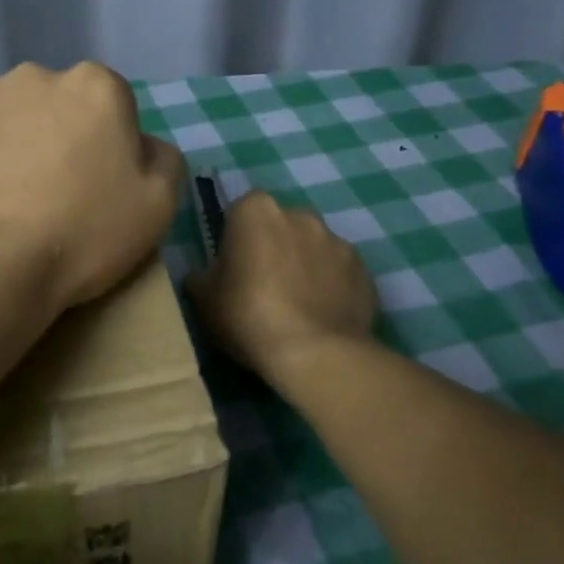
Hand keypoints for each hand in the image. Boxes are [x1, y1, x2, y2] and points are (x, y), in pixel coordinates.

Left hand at [0, 61, 184, 310]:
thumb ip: (163, 160)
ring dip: (8, 143)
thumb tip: (143, 145)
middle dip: (56, 135)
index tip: (96, 185)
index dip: (107, 145)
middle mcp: (35, 75)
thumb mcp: (158, 206)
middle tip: (50, 192)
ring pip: (3, 115)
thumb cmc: (81, 234)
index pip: (111, 104)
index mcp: (95, 86)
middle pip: (54, 103)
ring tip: (2, 199)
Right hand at [186, 190, 376, 376]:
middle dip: (272, 246)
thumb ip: (200, 277)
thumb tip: (202, 275)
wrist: (314, 353)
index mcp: (256, 210)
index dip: (235, 238)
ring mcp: (337, 240)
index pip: (240, 211)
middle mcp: (299, 214)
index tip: (232, 266)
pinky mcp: (363, 269)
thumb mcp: (203, 300)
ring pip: (312, 247)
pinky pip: (339, 271)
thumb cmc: (248, 316)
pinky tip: (322, 315)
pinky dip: (331, 285)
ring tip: (297, 304)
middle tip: (262, 286)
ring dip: (304, 264)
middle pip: (280, 225)